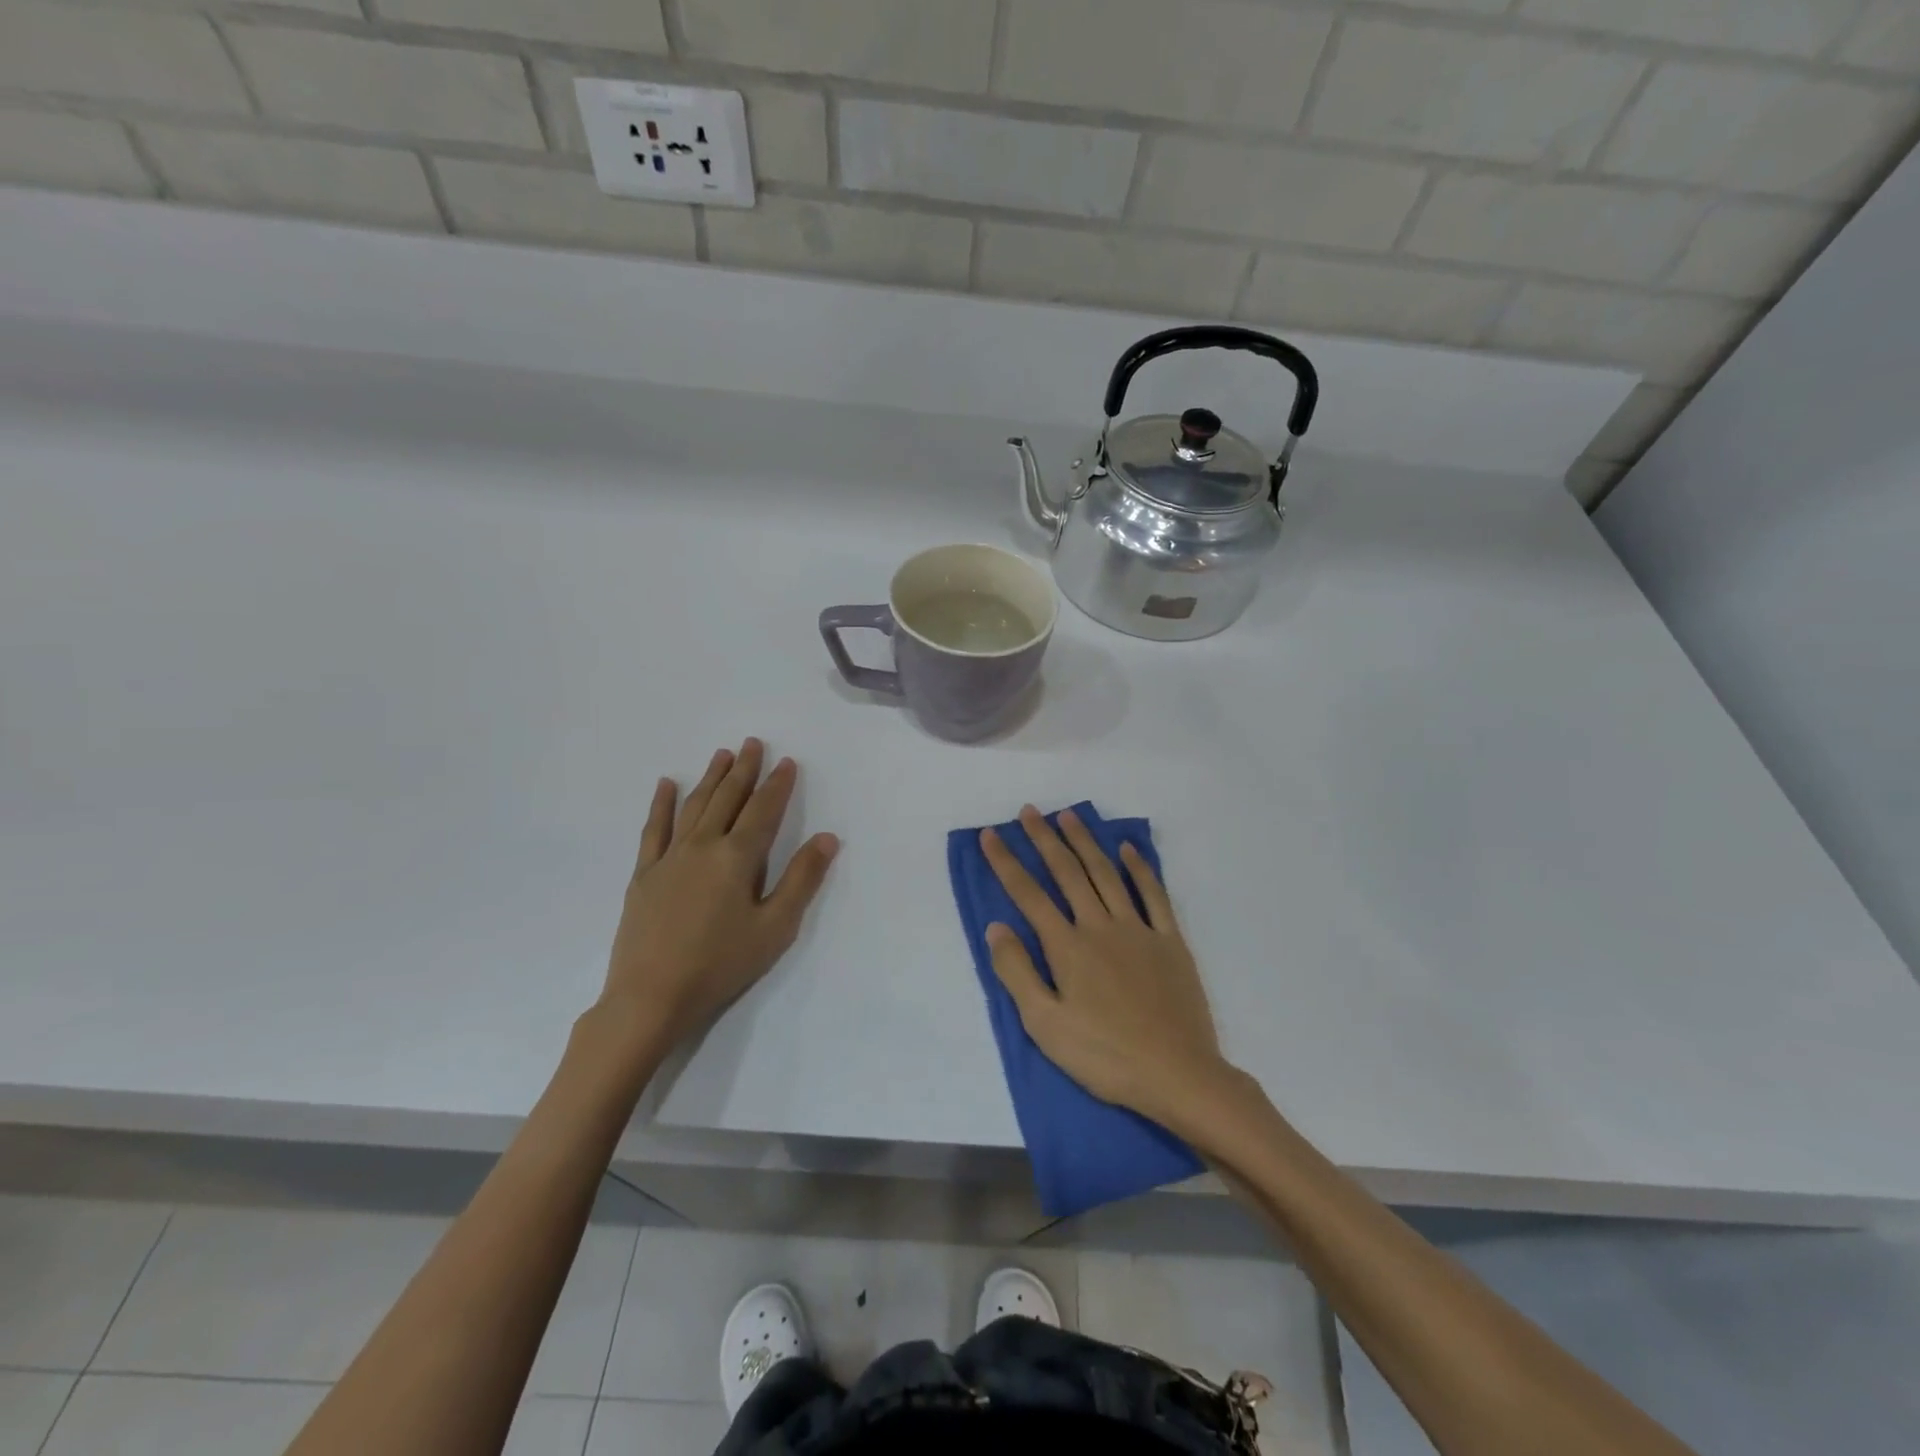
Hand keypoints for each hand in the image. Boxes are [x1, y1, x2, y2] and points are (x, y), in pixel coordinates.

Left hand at [598, 739, 838, 1054]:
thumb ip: (801, 879)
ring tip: (722, 754)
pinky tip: (666, 786)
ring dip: (710, 778)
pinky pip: (654, 830)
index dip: (777, 785)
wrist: (651, 996)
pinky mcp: (644, 874)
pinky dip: (661, 805)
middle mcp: (702, 846)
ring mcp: (669, 858)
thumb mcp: (775, 927)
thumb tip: (827, 837)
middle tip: (753, 743)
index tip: (787, 761)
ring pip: (693, 806)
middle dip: (744, 770)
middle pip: (727, 799)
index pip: (763, 810)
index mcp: (737, 857)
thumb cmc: (721, 964)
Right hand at [980, 806, 1228, 1127]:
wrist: (1177, 1075)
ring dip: (1086, 842)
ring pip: (1107, 874)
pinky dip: (1139, 868)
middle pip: (1068, 873)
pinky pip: (1154, 894)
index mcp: (1067, 947)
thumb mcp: (1045, 1025)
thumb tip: (996, 927)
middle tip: (1029, 811)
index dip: (1007, 863)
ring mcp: (1138, 929)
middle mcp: (1100, 926)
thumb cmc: (1104, 1056)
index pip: (1029, 894)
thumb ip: (1017, 972)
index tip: (990, 835)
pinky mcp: (1170, 941)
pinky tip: (1128, 849)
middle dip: (1045, 839)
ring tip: (1069, 816)